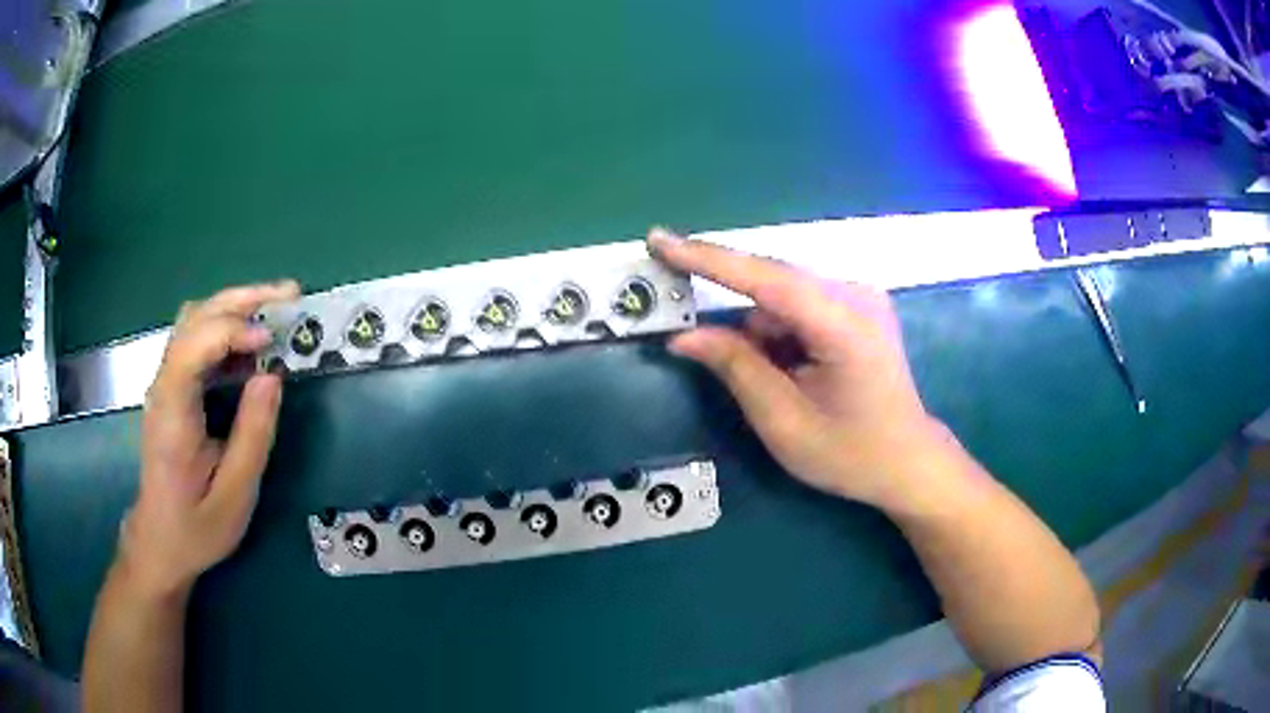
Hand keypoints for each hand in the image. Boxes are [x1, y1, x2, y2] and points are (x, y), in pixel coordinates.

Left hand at [116, 281, 299, 598]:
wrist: (160, 541)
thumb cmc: (196, 527)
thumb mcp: (234, 496)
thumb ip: (253, 436)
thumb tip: (272, 376)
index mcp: (172, 412)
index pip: (194, 345)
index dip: (233, 330)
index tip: (273, 341)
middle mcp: (163, 386)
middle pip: (195, 317)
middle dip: (242, 299)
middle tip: (289, 295)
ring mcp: (165, 384)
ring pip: (194, 321)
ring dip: (235, 307)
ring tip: (275, 311)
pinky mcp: (172, 388)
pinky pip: (197, 341)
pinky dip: (227, 329)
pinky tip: (251, 346)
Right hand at [649, 229, 941, 508]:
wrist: (907, 461)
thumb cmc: (849, 453)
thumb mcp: (783, 423)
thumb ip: (735, 368)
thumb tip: (684, 336)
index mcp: (845, 326)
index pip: (767, 278)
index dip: (708, 259)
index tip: (660, 240)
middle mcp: (857, 295)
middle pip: (774, 284)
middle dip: (736, 316)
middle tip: (695, 337)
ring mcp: (862, 296)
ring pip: (784, 296)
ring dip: (762, 331)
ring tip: (779, 382)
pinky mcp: (859, 303)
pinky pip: (800, 303)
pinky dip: (781, 331)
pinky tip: (794, 368)